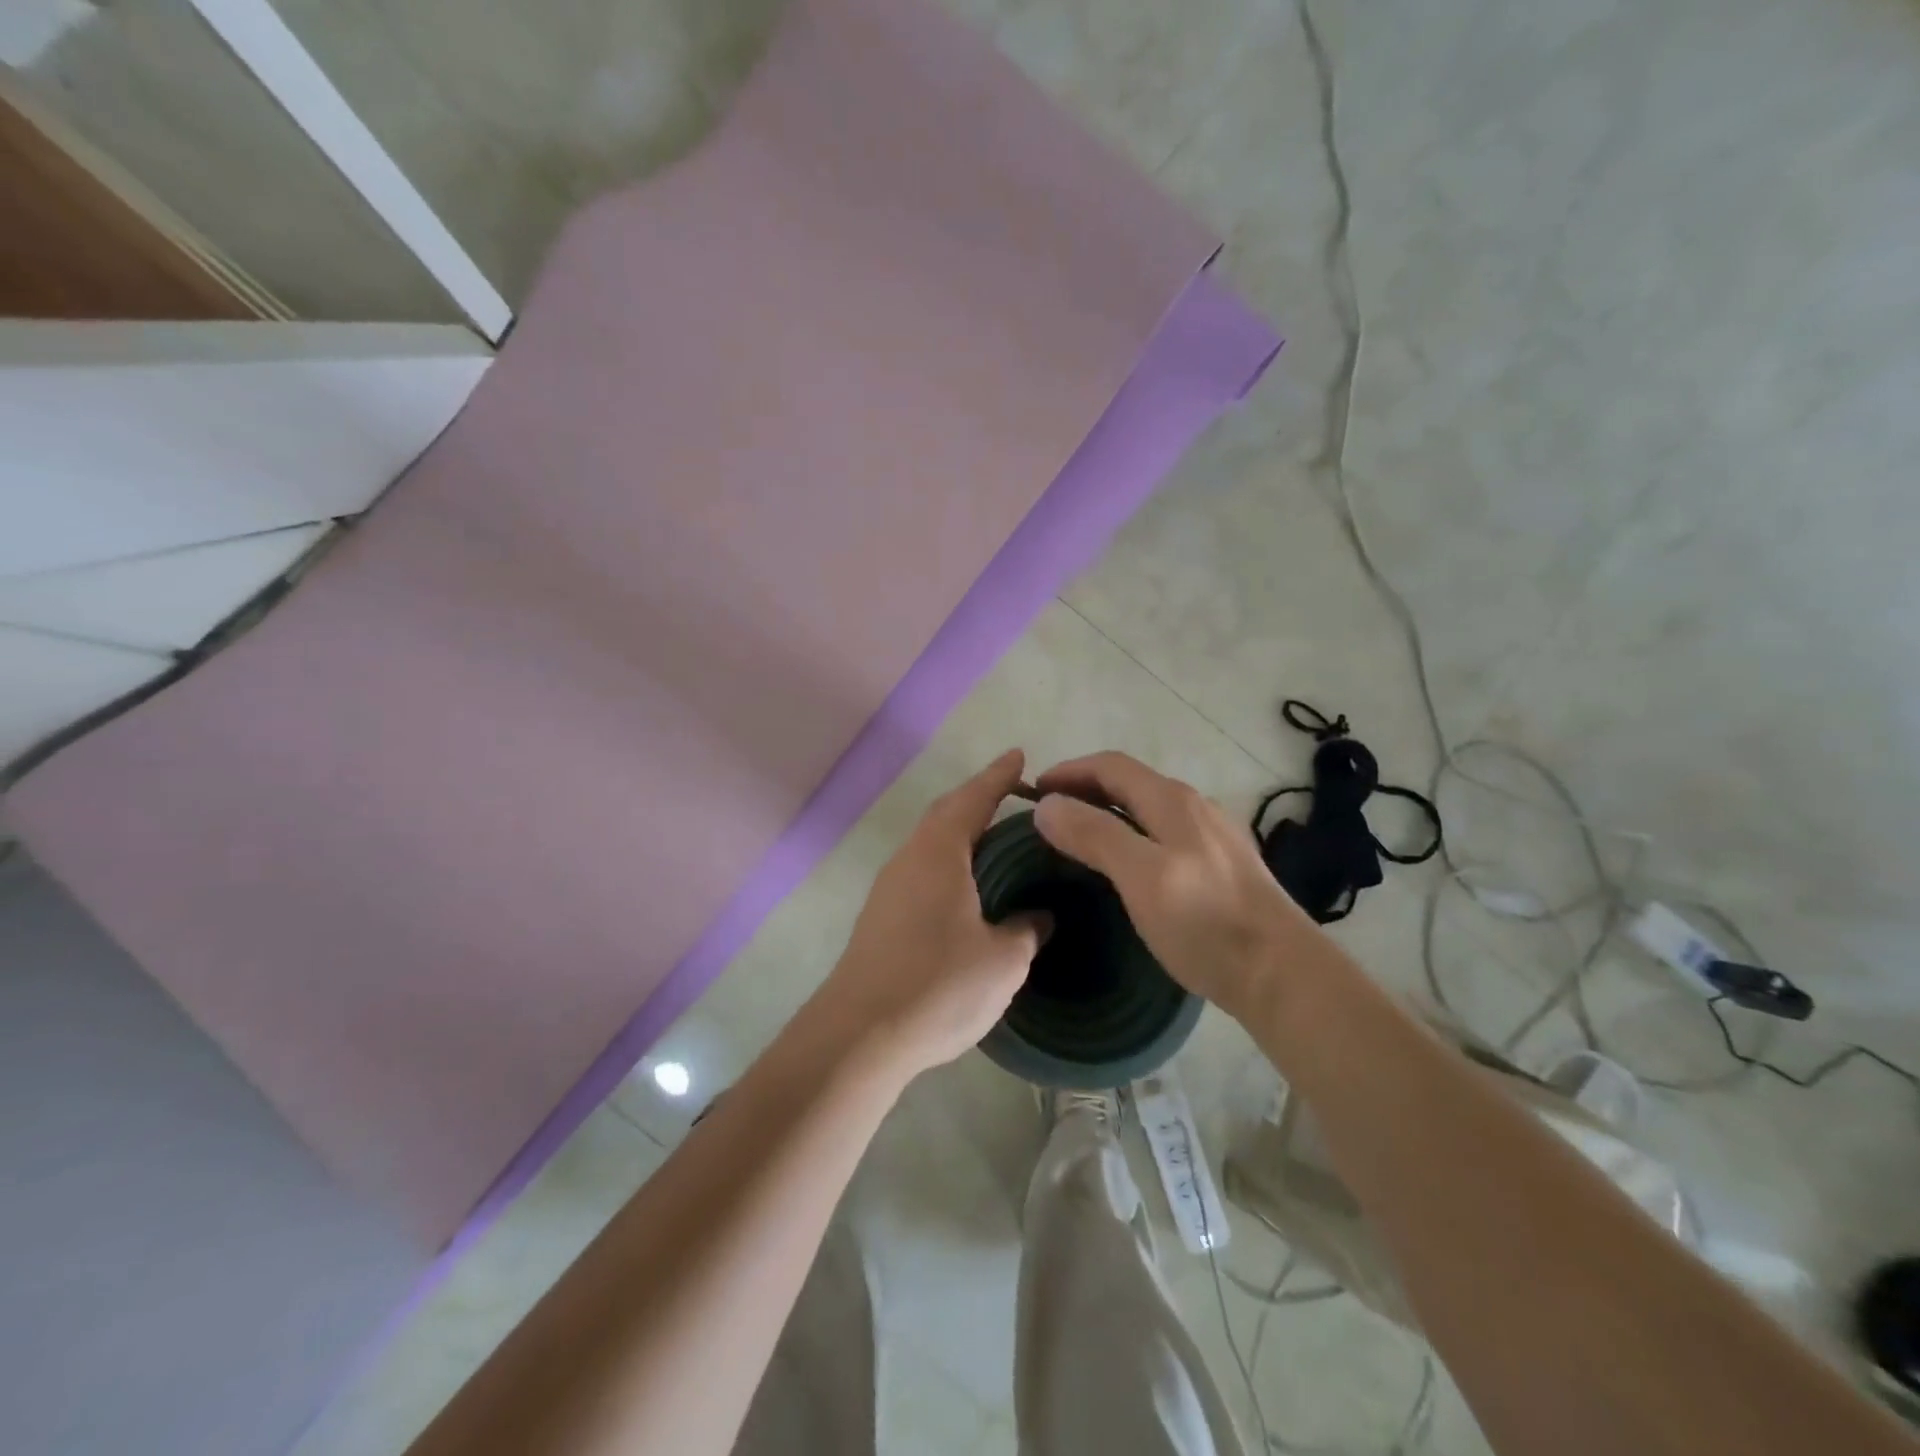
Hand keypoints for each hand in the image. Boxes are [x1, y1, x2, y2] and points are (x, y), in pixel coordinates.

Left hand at [812, 750, 1047, 1076]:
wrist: (859, 1035)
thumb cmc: (939, 985)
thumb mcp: (1002, 960)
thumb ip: (1027, 929)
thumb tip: (1040, 915)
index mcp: (939, 853)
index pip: (974, 799)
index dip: (999, 776)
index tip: (1020, 756)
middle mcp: (909, 859)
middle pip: (946, 813)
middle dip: (979, 798)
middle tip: (1013, 794)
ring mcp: (889, 888)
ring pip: (930, 843)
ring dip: (961, 831)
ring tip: (995, 838)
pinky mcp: (880, 917)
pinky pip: (922, 870)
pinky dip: (948, 862)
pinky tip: (966, 886)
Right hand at [1032, 752, 1314, 1019]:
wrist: (1282, 974)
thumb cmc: (1205, 921)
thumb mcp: (1141, 875)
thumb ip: (1093, 834)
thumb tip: (1047, 805)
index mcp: (1173, 801)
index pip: (1110, 766)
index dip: (1069, 771)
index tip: (1032, 792)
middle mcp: (1195, 807)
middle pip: (1130, 782)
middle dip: (1085, 789)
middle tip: (1049, 816)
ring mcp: (1214, 836)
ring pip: (1149, 809)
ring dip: (1109, 812)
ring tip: (1080, 838)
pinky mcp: (1223, 866)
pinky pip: (1165, 834)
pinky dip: (1132, 834)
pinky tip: (1128, 866)